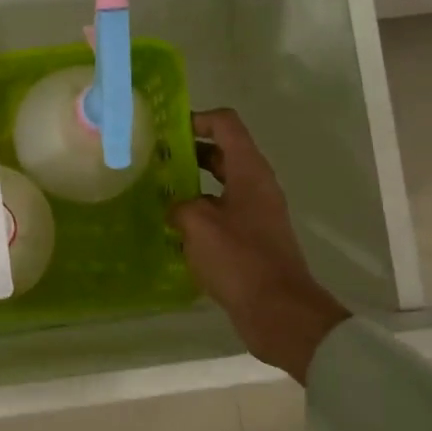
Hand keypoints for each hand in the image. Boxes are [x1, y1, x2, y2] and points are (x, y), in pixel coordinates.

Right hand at [167, 109, 349, 383]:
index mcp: (250, 171)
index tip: (165, 131)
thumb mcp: (198, 224)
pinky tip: (173, 225)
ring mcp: (256, 212)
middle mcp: (256, 185)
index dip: (196, 119)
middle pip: (222, 151)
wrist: (278, 311)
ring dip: (191, 181)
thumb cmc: (239, 259)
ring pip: (220, 182)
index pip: (225, 124)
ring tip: (157, 190)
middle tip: (153, 159)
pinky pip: (222, 210)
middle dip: (188, 150)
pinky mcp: (252, 238)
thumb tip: (175, 207)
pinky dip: (199, 209)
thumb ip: (180, 205)